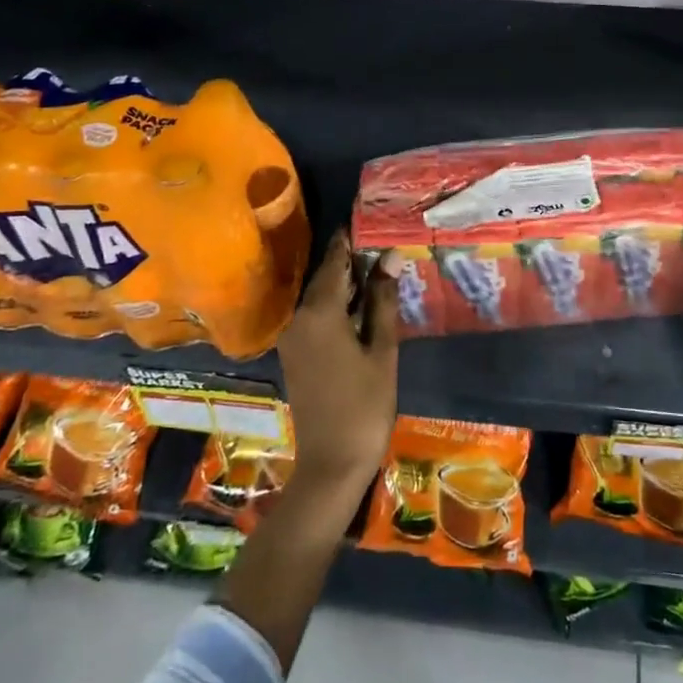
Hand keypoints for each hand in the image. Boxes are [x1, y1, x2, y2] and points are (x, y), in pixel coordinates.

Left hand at [276, 231, 400, 496]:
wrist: (332, 463)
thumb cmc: (365, 405)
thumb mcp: (382, 350)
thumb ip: (383, 301)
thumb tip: (390, 257)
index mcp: (319, 312)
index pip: (335, 262)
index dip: (351, 241)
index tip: (367, 219)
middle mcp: (297, 318)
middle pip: (324, 277)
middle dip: (350, 260)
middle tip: (380, 243)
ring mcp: (292, 337)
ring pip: (318, 296)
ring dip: (344, 283)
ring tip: (377, 268)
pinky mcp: (295, 353)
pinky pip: (314, 315)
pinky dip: (335, 304)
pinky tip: (360, 305)